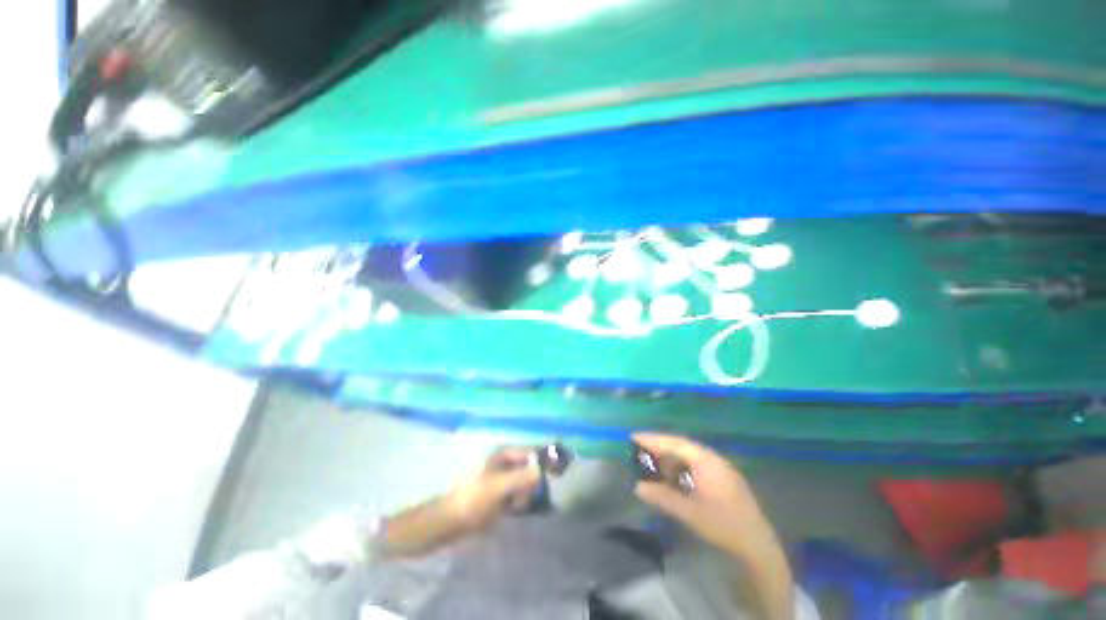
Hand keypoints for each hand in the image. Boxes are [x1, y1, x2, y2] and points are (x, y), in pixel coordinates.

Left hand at [383, 447, 540, 557]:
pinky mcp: (496, 495)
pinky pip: (515, 494)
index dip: (541, 461)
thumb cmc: (473, 500)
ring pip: (523, 483)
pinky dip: (517, 502)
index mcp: (502, 455)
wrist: (448, 523)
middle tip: (523, 497)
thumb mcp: (499, 487)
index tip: (551, 477)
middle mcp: (503, 463)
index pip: (530, 452)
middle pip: (528, 468)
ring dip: (524, 495)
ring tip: (515, 506)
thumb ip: (522, 477)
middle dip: (530, 482)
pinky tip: (512, 510)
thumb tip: (541, 471)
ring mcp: (500, 479)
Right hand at [633, 433, 775, 559]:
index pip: (675, 443)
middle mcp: (714, 459)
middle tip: (640, 447)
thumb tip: (638, 487)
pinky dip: (681, 467)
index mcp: (707, 461)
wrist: (758, 547)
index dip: (654, 439)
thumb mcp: (690, 512)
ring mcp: (720, 469)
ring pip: (689, 456)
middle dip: (661, 446)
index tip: (634, 436)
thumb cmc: (723, 525)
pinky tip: (673, 475)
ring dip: (671, 457)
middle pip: (682, 446)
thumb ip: (663, 497)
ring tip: (653, 460)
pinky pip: (696, 465)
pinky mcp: (723, 480)